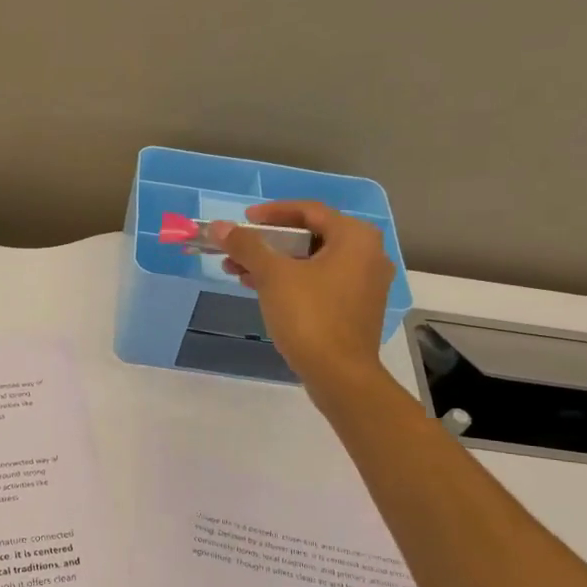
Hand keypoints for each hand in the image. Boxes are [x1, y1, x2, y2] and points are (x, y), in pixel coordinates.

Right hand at [211, 201, 393, 396]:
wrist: (339, 375)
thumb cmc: (310, 316)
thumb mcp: (273, 276)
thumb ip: (246, 246)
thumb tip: (219, 226)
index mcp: (355, 237)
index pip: (309, 210)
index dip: (272, 213)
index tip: (243, 221)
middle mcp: (367, 255)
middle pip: (310, 236)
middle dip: (268, 242)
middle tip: (237, 248)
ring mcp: (364, 284)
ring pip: (312, 262)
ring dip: (275, 263)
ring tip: (238, 271)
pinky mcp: (356, 309)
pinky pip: (320, 283)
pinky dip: (291, 282)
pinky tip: (261, 290)